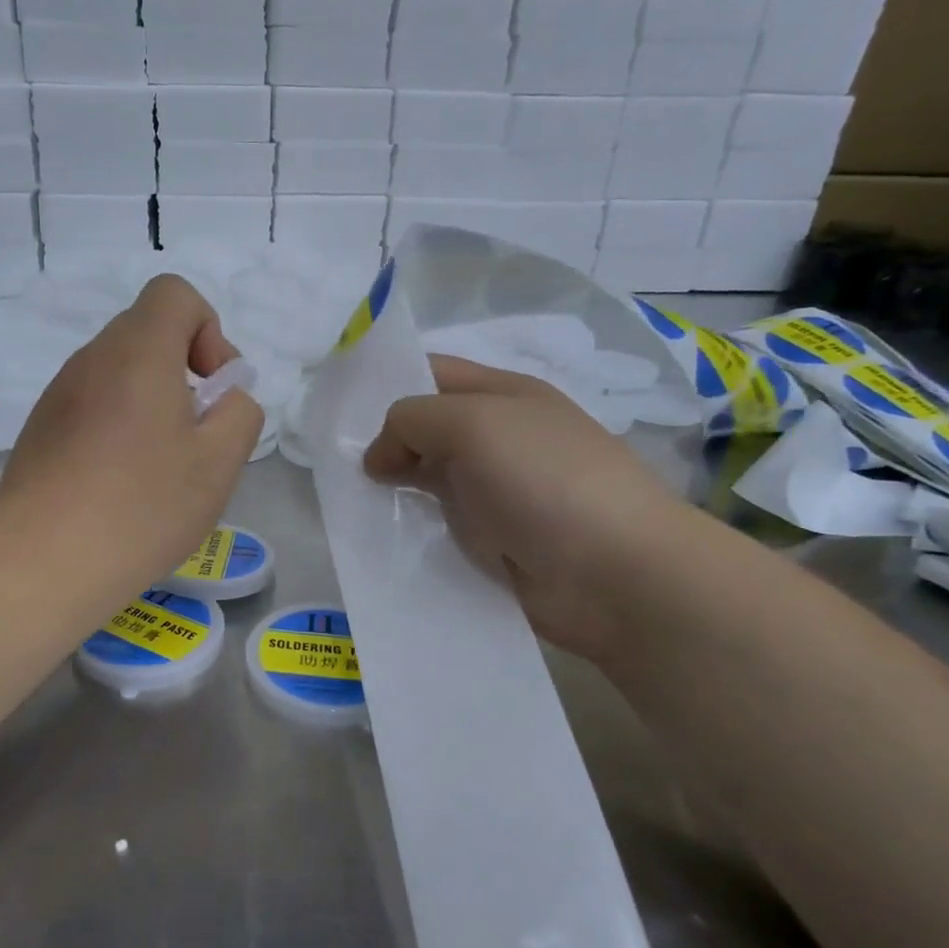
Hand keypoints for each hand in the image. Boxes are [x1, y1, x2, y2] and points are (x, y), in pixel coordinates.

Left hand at [0, 276, 263, 591]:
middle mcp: (92, 359)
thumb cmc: (143, 504)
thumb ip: (240, 413)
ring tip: (159, 468)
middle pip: (147, 334)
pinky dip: (117, 427)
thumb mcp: (220, 462)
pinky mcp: (39, 431)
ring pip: (118, 374)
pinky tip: (120, 485)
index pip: (174, 294)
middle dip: (183, 372)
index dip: (208, 330)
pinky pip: (91, 407)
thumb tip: (224, 399)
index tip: (212, 388)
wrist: (45, 559)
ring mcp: (58, 395)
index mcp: (138, 351)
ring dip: (150, 403)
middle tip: (196, 435)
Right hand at [363, 355, 691, 659]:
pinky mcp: (494, 541)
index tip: (338, 411)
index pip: (432, 374)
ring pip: (428, 481)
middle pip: (427, 430)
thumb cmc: (544, 479)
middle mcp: (500, 438)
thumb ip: (412, 421)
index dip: (387, 383)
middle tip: (333, 464)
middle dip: (383, 442)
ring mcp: (498, 492)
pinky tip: (379, 537)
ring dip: (393, 489)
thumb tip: (377, 457)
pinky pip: (440, 526)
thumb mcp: (471, 424)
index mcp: (503, 395)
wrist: (615, 573)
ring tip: (348, 502)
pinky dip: (411, 529)